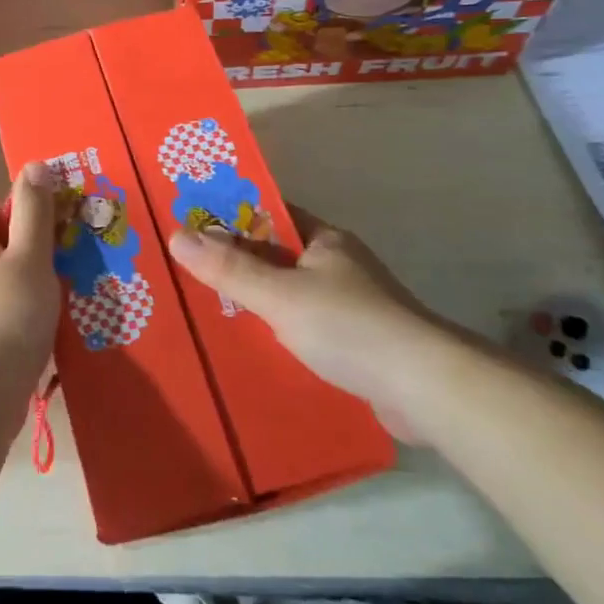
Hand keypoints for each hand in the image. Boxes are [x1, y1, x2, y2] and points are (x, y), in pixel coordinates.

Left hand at [0, 164, 59, 408]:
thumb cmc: (7, 315)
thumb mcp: (30, 256)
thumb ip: (34, 212)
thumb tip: (33, 166)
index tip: (25, 221)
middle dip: (22, 243)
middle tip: (57, 253)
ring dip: (29, 277)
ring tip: (64, 286)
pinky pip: (5, 308)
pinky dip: (27, 308)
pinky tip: (54, 322)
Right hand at [168, 215, 461, 439]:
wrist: (426, 388)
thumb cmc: (349, 326)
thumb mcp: (279, 294)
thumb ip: (229, 268)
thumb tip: (177, 234)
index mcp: (325, 240)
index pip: (270, 214)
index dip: (231, 215)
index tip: (192, 223)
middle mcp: (339, 264)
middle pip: (277, 254)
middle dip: (238, 261)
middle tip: (189, 268)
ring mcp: (352, 304)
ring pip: (291, 291)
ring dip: (259, 298)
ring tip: (210, 306)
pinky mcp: (358, 342)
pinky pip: (306, 324)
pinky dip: (280, 328)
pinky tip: (255, 343)